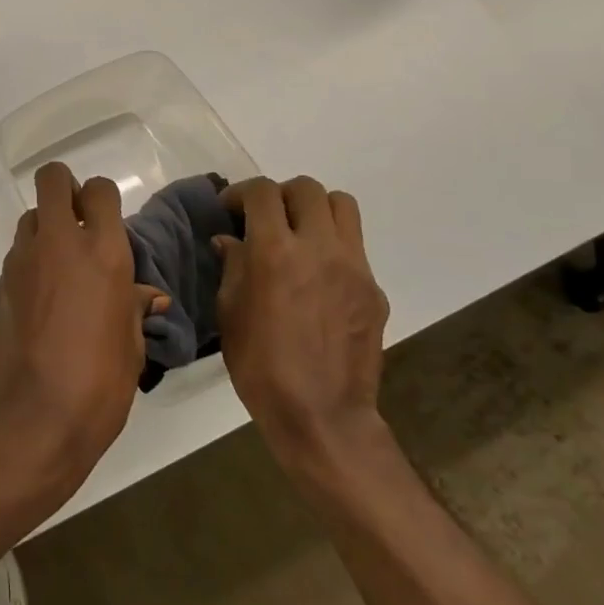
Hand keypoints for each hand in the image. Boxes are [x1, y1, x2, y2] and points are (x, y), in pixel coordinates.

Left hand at [0, 163, 166, 483]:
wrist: (34, 416)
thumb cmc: (100, 383)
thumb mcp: (131, 346)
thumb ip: (132, 308)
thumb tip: (146, 296)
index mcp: (102, 252)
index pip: (99, 190)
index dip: (102, 197)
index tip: (105, 219)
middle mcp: (58, 243)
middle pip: (52, 179)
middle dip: (64, 187)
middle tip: (76, 219)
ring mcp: (22, 261)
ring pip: (30, 218)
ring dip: (45, 229)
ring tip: (59, 267)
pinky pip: (16, 258)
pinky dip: (30, 267)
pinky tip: (40, 304)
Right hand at [214, 176, 390, 476]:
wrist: (322, 416)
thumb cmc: (261, 365)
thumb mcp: (230, 312)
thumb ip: (233, 266)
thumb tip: (231, 240)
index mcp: (276, 251)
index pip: (263, 192)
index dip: (242, 192)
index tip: (230, 208)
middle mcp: (319, 248)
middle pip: (307, 188)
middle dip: (281, 195)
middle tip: (265, 218)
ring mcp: (354, 267)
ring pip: (342, 206)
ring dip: (315, 209)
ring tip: (298, 234)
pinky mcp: (373, 290)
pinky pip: (354, 248)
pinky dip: (332, 248)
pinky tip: (317, 279)